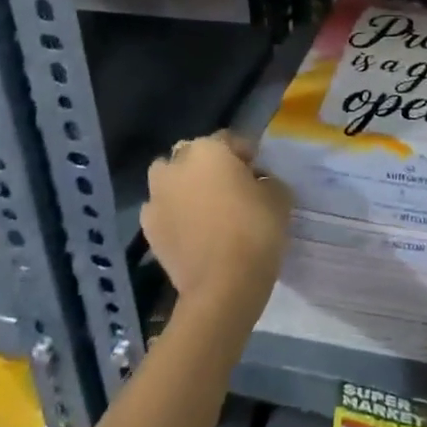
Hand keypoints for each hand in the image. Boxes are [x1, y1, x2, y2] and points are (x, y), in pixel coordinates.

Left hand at [141, 131, 290, 321]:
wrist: (222, 286)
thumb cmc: (255, 229)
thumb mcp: (279, 195)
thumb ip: (266, 179)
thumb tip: (256, 182)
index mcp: (207, 149)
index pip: (229, 140)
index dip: (246, 156)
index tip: (258, 174)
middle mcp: (176, 165)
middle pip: (193, 156)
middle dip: (209, 167)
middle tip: (231, 189)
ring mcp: (156, 198)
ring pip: (170, 181)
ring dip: (184, 187)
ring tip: (206, 209)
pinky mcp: (147, 229)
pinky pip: (162, 211)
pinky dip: (174, 215)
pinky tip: (192, 232)